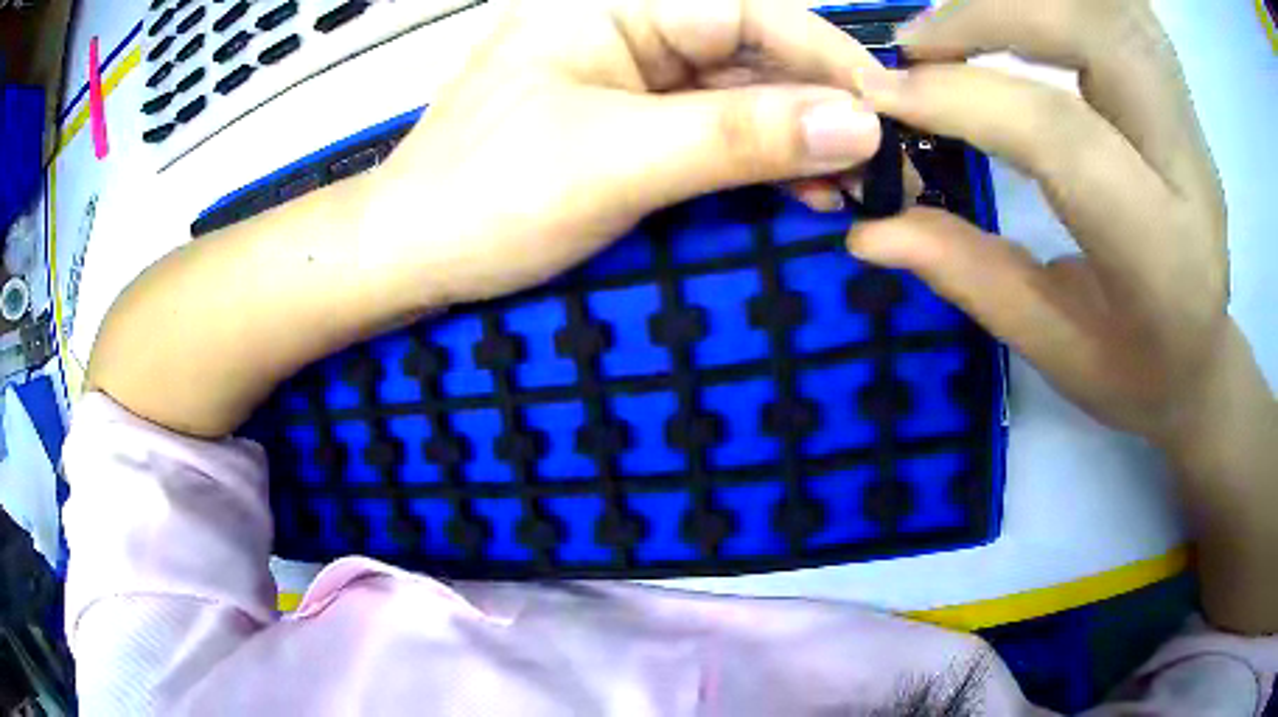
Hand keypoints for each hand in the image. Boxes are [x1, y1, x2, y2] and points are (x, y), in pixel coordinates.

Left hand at [366, 0, 886, 304]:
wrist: (412, 256)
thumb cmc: (484, 198)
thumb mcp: (617, 160)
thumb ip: (739, 137)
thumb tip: (857, 126)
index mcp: (612, 4)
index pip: (749, 12)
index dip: (827, 58)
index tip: (886, 111)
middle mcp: (626, 25)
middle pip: (751, 52)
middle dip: (818, 108)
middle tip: (877, 166)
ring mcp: (628, 74)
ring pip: (739, 94)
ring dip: (796, 141)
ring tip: (846, 190)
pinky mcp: (629, 120)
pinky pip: (713, 129)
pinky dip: (758, 160)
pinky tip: (797, 190)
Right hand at [848, 0, 1228, 448]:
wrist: (1204, 360)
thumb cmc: (1137, 374)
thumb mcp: (1052, 349)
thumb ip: (968, 275)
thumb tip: (868, 226)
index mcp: (1161, 256)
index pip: (1065, 137)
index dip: (966, 99)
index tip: (883, 95)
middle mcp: (1188, 170)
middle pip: (1098, 33)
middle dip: (995, 13)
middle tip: (922, 44)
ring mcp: (1189, 124)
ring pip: (1115, 7)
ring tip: (961, 25)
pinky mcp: (1178, 99)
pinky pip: (1123, 12)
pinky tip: (1020, 14)